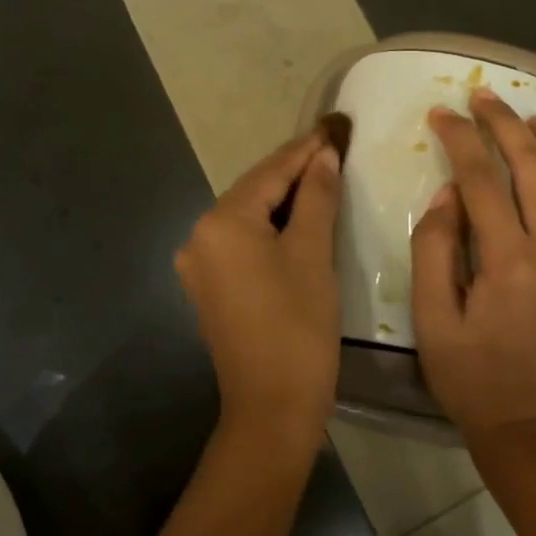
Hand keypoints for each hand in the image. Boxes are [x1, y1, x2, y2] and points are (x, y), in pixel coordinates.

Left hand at [175, 126, 343, 451]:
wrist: (271, 408)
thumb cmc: (298, 326)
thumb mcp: (313, 254)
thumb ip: (316, 196)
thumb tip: (323, 155)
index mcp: (221, 222)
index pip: (270, 172)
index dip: (306, 149)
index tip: (336, 126)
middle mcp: (199, 235)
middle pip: (254, 191)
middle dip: (294, 171)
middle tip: (333, 148)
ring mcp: (199, 264)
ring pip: (248, 216)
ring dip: (284, 199)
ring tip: (322, 177)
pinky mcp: (209, 287)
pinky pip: (242, 241)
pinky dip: (270, 227)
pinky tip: (298, 220)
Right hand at [411, 88, 535, 442]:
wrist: (534, 425)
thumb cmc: (472, 376)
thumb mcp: (432, 319)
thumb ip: (435, 250)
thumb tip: (448, 194)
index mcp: (507, 261)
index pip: (481, 179)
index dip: (459, 139)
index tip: (441, 114)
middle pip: (533, 166)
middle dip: (504, 123)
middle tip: (482, 97)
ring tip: (533, 119)